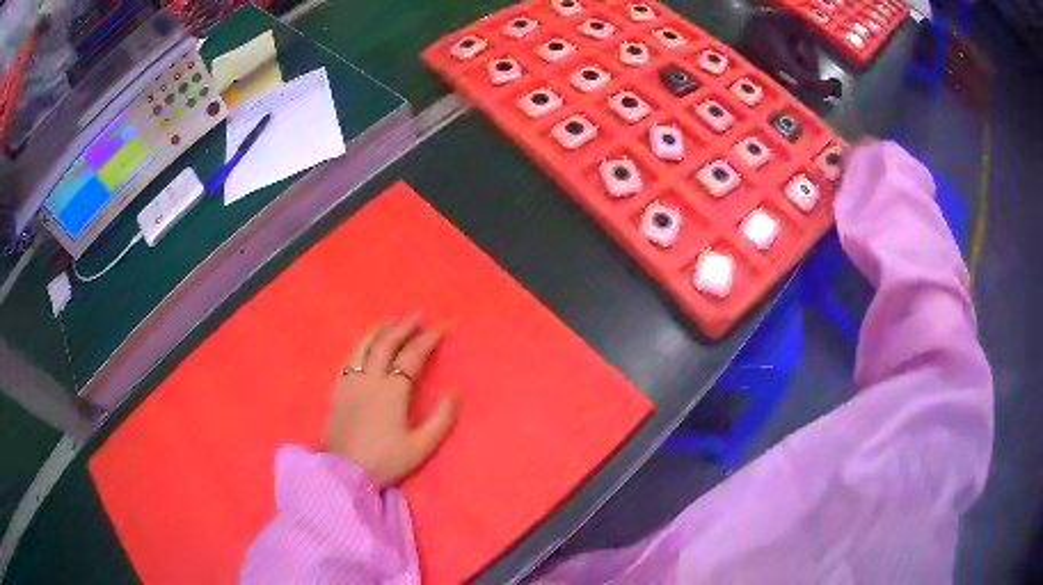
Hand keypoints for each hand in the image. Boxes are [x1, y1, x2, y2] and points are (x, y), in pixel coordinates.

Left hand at [325, 315, 457, 487]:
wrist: (344, 473)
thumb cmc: (385, 460)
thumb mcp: (421, 446)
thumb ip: (441, 419)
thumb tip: (453, 394)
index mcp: (392, 391)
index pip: (413, 356)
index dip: (429, 339)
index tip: (442, 327)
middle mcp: (370, 379)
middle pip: (387, 344)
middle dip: (404, 327)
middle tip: (417, 316)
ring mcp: (350, 383)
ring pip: (363, 347)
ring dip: (379, 331)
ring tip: (390, 322)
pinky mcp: (337, 391)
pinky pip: (349, 360)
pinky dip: (360, 347)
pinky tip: (364, 348)